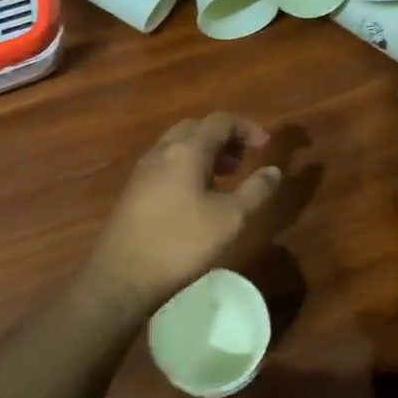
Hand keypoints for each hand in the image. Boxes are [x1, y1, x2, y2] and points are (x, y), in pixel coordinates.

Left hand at [77, 113, 281, 314]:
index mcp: (187, 150)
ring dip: (206, 151)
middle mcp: (162, 151)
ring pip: (179, 145)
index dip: (247, 128)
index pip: (221, 121)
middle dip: (225, 137)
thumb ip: (256, 190)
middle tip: (246, 158)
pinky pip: (167, 163)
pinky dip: (189, 165)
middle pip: (197, 128)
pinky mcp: (134, 190)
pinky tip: (198, 195)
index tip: (267, 145)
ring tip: (227, 176)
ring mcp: (144, 170)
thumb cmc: (181, 243)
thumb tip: (274, 170)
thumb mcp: (230, 219)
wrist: (122, 276)